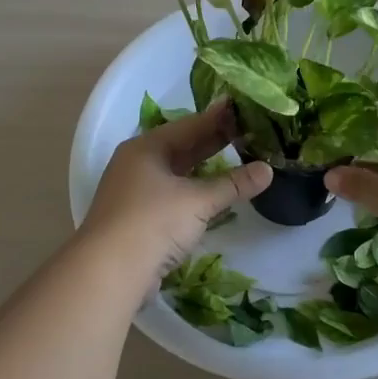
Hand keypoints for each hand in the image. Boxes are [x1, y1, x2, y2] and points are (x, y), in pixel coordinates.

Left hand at [81, 101, 271, 279]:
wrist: (109, 272)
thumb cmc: (153, 222)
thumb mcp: (198, 201)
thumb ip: (233, 184)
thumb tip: (268, 170)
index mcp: (146, 148)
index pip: (189, 125)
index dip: (218, 117)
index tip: (243, 106)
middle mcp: (137, 163)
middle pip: (181, 146)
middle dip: (213, 141)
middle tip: (248, 131)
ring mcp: (134, 191)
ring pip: (176, 172)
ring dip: (204, 168)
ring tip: (236, 158)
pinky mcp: (137, 218)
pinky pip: (172, 194)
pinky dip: (193, 190)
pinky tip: (212, 193)